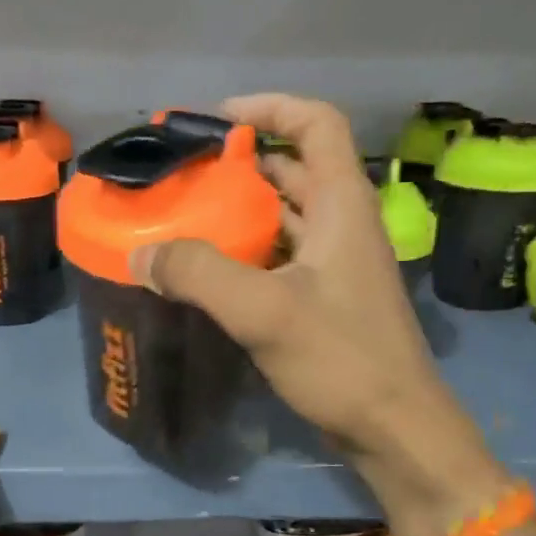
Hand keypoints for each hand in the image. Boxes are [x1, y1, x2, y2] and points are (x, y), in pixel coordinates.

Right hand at [134, 94, 508, 535]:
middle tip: (185, 174)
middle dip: (241, 162)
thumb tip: (140, 254)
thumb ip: (199, 274)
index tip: (216, 121)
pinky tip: (208, 270)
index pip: (316, 123)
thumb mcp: (265, 311)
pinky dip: (247, 251)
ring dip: (241, 209)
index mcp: (343, 204)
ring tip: (186, 216)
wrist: (394, 428)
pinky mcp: (326, 300)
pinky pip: (282, 257)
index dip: (270, 107)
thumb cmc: (342, 359)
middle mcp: (344, 224)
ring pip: (286, 216)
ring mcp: (337, 264)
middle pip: (294, 167)